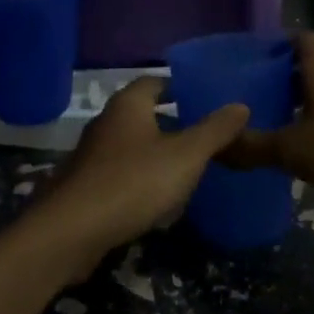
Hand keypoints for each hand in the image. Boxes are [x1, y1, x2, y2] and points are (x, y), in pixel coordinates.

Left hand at [36, 77, 248, 273]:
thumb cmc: (133, 182)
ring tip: (186, 169)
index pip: (155, 82)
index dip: (178, 87)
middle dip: (170, 122)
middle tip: (201, 136)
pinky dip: (139, 180)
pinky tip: (157, 201)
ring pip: (131, 145)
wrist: (72, 231)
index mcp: (128, 104)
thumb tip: (241, 105)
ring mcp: (92, 154)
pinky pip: (120, 174)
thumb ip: (214, 131)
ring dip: (155, 154)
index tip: (202, 99)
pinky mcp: (85, 186)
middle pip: (142, 113)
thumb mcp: (185, 156)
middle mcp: (107, 121)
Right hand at [220, 34, 313, 203]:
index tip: (253, 62)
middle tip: (258, 96)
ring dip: (308, 101)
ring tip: (282, 122)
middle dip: (286, 76)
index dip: (276, 45)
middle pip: (312, 63)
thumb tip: (214, 145)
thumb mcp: (293, 150)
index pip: (298, 37)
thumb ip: (252, 147)